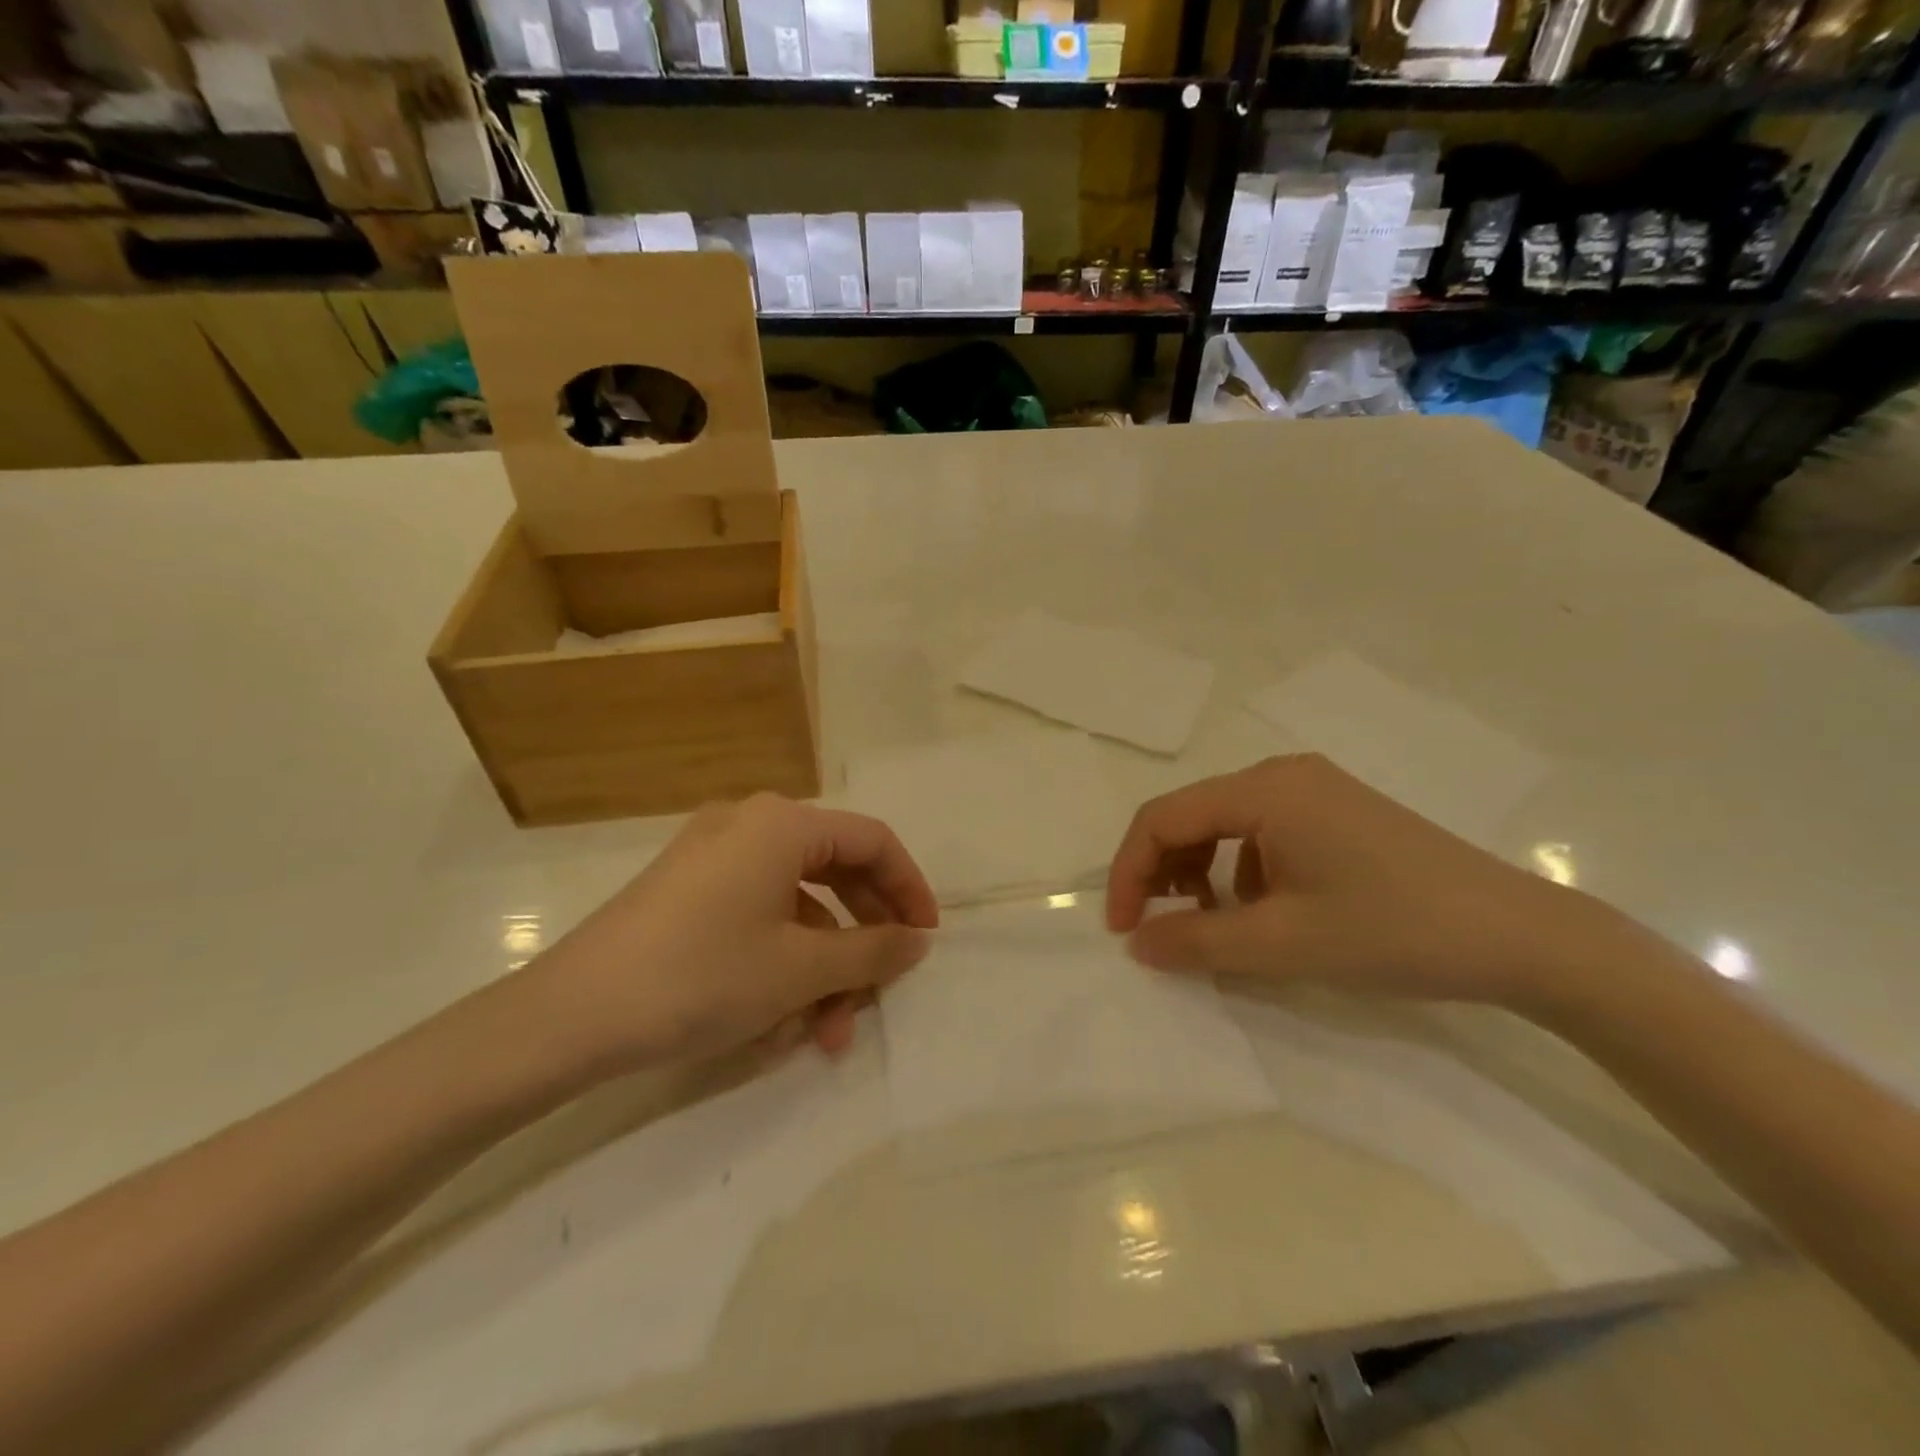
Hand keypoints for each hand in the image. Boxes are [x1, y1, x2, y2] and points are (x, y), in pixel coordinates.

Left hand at [526, 795, 938, 1071]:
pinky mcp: (688, 889)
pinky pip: (758, 913)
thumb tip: (918, 940)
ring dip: (823, 963)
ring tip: (830, 1029)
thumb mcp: (800, 969)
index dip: (909, 888)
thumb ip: (872, 950)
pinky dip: (783, 958)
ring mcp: (713, 855)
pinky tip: (784, 1018)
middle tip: (882, 986)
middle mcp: (750, 824)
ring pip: (796, 902)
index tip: (926, 939)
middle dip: (863, 936)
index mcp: (782, 824)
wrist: (570, 1016)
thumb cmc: (702, 977)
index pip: (872, 841)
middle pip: (835, 869)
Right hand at [1106, 755, 1631, 1013]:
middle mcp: (1283, 774)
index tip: (1124, 931)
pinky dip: (1240, 870)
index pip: (1162, 818)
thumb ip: (1197, 943)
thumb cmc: (1394, 931)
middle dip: (1163, 872)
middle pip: (1191, 815)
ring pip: (1225, 824)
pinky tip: (1264, 911)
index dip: (1129, 873)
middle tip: (1161, 929)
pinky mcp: (1337, 812)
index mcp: (1265, 789)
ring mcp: (1315, 790)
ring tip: (1211, 924)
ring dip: (1200, 872)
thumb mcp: (1283, 944)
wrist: (1523, 937)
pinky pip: (1262, 832)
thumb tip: (1139, 944)